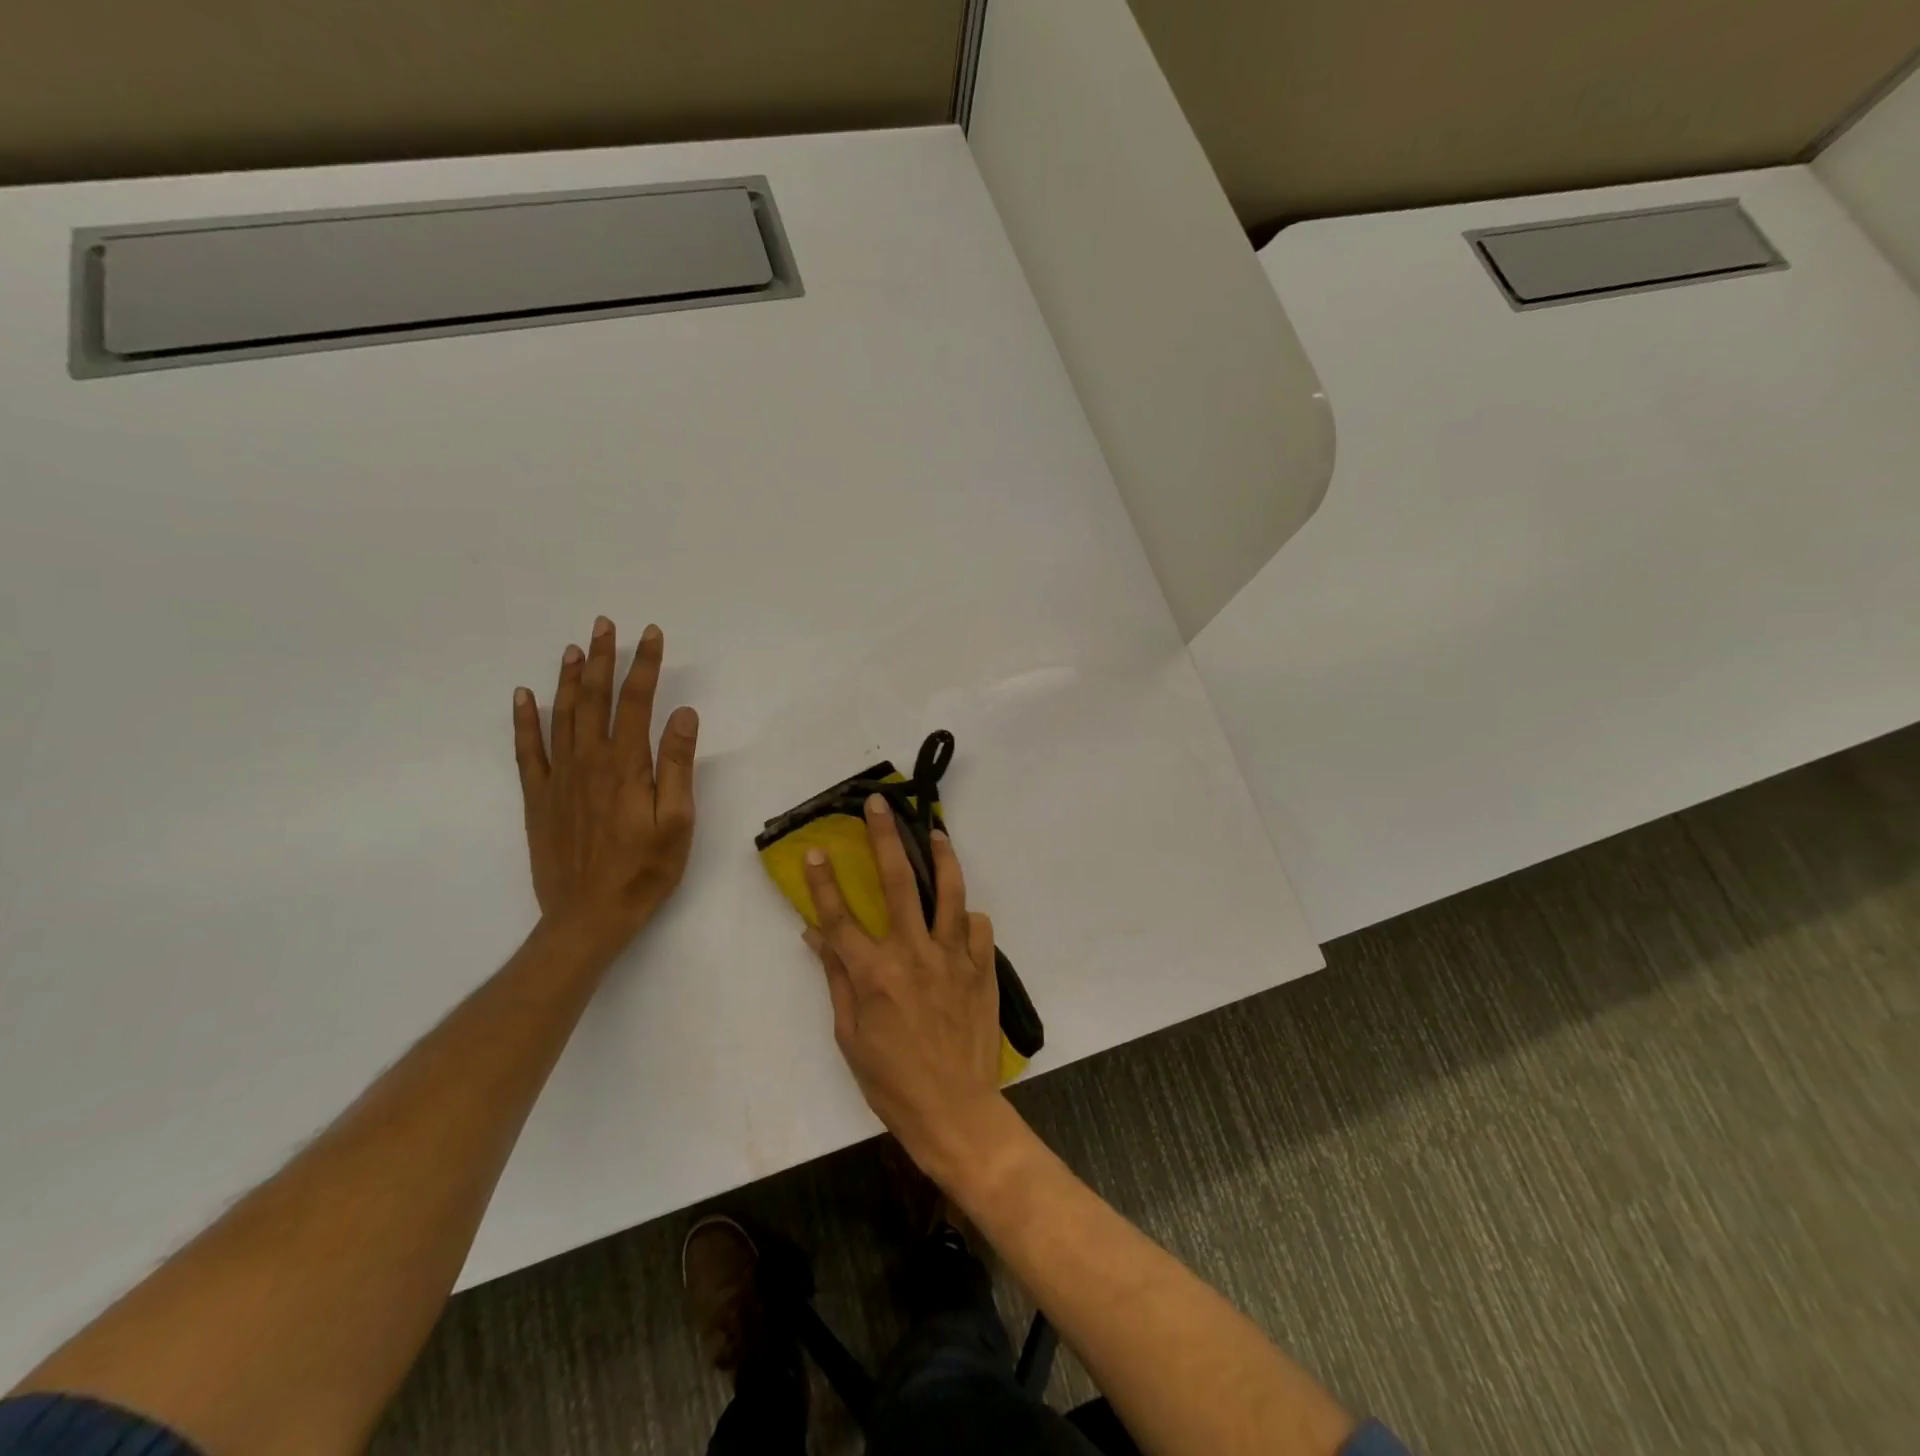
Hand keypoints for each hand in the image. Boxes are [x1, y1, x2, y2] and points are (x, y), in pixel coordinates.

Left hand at [513, 616, 698, 952]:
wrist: (588, 916)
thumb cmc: (645, 870)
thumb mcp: (677, 821)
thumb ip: (677, 766)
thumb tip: (682, 714)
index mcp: (627, 766)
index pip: (636, 702)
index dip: (644, 665)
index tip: (650, 635)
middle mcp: (589, 762)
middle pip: (594, 699)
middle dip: (602, 659)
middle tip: (605, 625)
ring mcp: (558, 778)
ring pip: (561, 715)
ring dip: (568, 679)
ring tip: (574, 648)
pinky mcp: (539, 797)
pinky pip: (528, 749)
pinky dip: (525, 720)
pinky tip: (524, 696)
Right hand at [802, 795, 1008, 1182]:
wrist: (955, 1110)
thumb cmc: (891, 1080)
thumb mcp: (850, 1036)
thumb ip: (836, 979)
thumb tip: (816, 936)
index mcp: (874, 973)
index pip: (840, 917)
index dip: (824, 882)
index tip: (816, 851)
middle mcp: (913, 954)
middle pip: (896, 882)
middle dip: (884, 838)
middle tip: (879, 805)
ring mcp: (953, 958)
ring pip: (948, 891)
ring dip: (940, 856)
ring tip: (935, 832)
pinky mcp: (982, 968)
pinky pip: (977, 926)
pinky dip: (966, 917)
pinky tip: (959, 917)